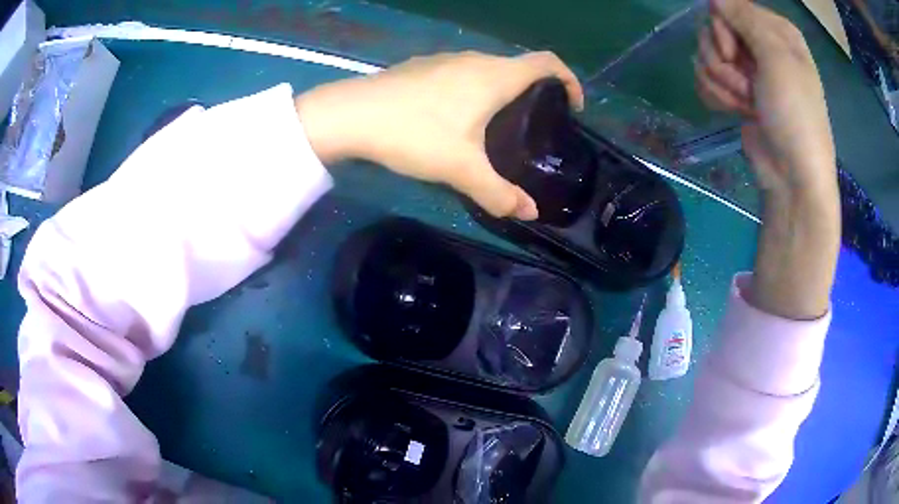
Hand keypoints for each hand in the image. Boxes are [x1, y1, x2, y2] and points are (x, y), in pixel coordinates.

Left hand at [295, 51, 583, 219]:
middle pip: (520, 67)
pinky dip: (475, 89)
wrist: (351, 115)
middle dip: (537, 92)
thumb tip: (529, 213)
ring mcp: (445, 60)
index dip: (569, 80)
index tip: (572, 106)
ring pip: (489, 70)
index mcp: (495, 77)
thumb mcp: (461, 169)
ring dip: (503, 91)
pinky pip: (462, 74)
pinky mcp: (422, 67)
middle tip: (536, 126)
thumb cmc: (414, 134)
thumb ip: (498, 193)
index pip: (547, 63)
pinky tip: (457, 117)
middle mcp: (475, 60)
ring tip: (500, 125)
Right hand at [696, 0, 839, 319]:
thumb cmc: (795, 115)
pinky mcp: (736, 92)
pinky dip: (718, 97)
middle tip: (747, 86)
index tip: (734, 54)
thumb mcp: (777, 59)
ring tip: (747, 105)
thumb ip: (744, 17)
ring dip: (722, 84)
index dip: (723, 29)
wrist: (792, 177)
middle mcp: (760, 45)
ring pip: (707, 57)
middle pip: (713, 30)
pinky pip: (708, 79)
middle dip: (723, 61)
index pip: (727, 8)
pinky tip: (737, 112)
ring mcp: (748, 70)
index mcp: (775, 31)